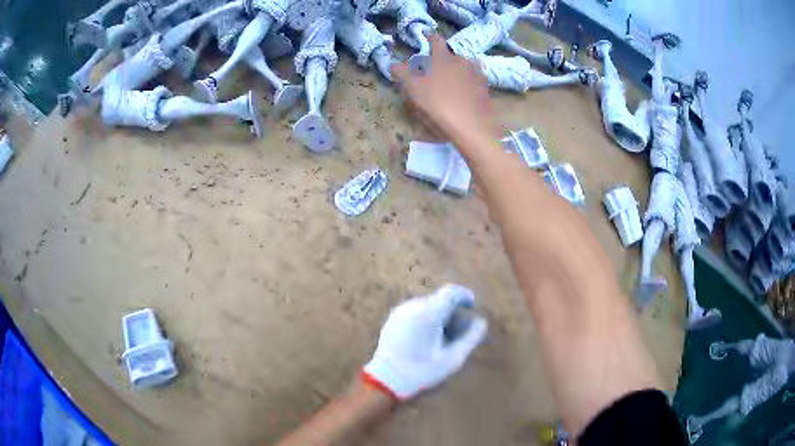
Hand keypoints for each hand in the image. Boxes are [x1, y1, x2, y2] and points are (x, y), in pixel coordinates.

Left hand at [362, 285, 487, 399]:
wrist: (386, 380)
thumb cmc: (422, 371)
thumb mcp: (452, 359)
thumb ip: (470, 338)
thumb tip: (481, 322)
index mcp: (428, 313)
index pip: (451, 292)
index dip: (464, 295)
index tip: (471, 306)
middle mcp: (412, 307)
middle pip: (439, 300)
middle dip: (451, 311)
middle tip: (457, 332)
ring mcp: (400, 312)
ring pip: (426, 306)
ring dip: (437, 316)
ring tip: (440, 339)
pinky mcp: (392, 320)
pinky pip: (414, 313)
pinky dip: (424, 319)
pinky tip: (425, 340)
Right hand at [391, 34, 499, 148]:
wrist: (471, 126)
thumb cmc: (438, 105)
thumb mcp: (413, 89)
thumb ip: (402, 73)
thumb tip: (394, 64)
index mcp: (443, 58)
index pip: (436, 40)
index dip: (430, 37)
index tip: (426, 35)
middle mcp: (462, 61)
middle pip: (451, 55)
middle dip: (442, 58)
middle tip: (434, 68)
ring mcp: (477, 74)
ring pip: (464, 66)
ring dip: (457, 69)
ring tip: (450, 80)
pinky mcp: (485, 89)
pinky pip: (475, 79)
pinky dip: (468, 81)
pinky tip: (464, 91)